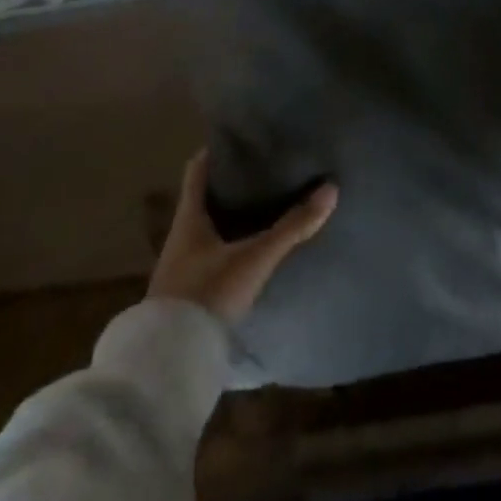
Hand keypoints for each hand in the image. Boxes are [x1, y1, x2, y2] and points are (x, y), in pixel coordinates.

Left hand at [147, 151, 338, 323]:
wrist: (170, 361)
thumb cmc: (207, 295)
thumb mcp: (254, 259)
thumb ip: (292, 227)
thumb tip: (330, 189)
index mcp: (188, 220)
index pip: (197, 172)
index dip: (214, 153)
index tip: (237, 139)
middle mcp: (180, 239)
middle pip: (203, 201)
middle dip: (230, 187)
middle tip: (262, 172)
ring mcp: (180, 269)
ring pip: (207, 231)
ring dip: (230, 220)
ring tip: (263, 209)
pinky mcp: (187, 296)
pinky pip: (210, 258)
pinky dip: (229, 248)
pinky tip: (250, 253)